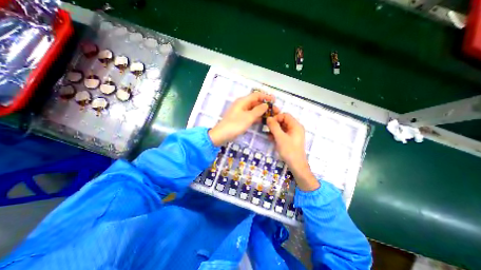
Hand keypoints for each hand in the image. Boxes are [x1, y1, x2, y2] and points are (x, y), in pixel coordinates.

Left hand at [208, 92, 273, 146]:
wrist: (222, 135)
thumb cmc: (235, 125)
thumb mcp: (248, 117)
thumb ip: (258, 110)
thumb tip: (266, 105)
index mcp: (243, 101)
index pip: (256, 95)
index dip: (266, 97)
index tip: (275, 101)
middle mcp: (242, 104)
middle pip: (256, 102)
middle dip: (266, 105)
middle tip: (275, 111)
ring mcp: (241, 112)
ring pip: (254, 109)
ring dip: (262, 111)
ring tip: (271, 116)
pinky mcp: (241, 118)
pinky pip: (251, 115)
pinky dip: (257, 116)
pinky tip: (263, 120)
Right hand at [267, 114, 318, 191]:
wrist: (296, 165)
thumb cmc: (289, 150)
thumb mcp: (280, 137)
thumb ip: (274, 126)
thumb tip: (268, 118)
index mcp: (296, 125)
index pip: (285, 115)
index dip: (276, 117)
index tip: (269, 124)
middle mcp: (295, 128)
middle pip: (283, 121)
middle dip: (275, 124)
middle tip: (267, 129)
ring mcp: (293, 134)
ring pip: (282, 127)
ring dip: (275, 130)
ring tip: (269, 135)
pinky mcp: (291, 139)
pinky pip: (283, 133)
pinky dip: (277, 135)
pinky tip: (271, 139)